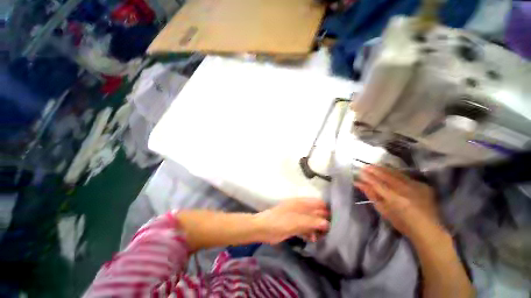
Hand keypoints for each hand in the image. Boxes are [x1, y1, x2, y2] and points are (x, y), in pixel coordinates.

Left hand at [253, 198, 329, 243]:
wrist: (264, 228)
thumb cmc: (280, 221)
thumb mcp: (297, 221)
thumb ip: (312, 222)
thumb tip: (327, 223)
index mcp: (301, 203)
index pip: (317, 203)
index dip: (327, 209)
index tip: (338, 219)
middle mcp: (300, 208)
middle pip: (315, 212)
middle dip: (324, 220)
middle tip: (334, 230)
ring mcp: (297, 217)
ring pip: (311, 220)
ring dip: (317, 227)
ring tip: (325, 237)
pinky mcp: (294, 225)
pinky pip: (305, 228)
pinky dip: (310, 232)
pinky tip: (313, 239)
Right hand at [355, 166, 444, 240]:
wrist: (428, 228)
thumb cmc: (402, 223)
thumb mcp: (383, 210)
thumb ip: (371, 195)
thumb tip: (359, 183)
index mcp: (394, 198)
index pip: (377, 183)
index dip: (367, 177)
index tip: (359, 172)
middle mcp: (405, 190)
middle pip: (386, 176)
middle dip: (374, 170)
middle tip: (365, 166)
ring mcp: (415, 186)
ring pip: (396, 173)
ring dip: (384, 168)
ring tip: (374, 165)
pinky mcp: (422, 185)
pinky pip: (406, 176)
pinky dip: (395, 172)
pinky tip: (389, 170)